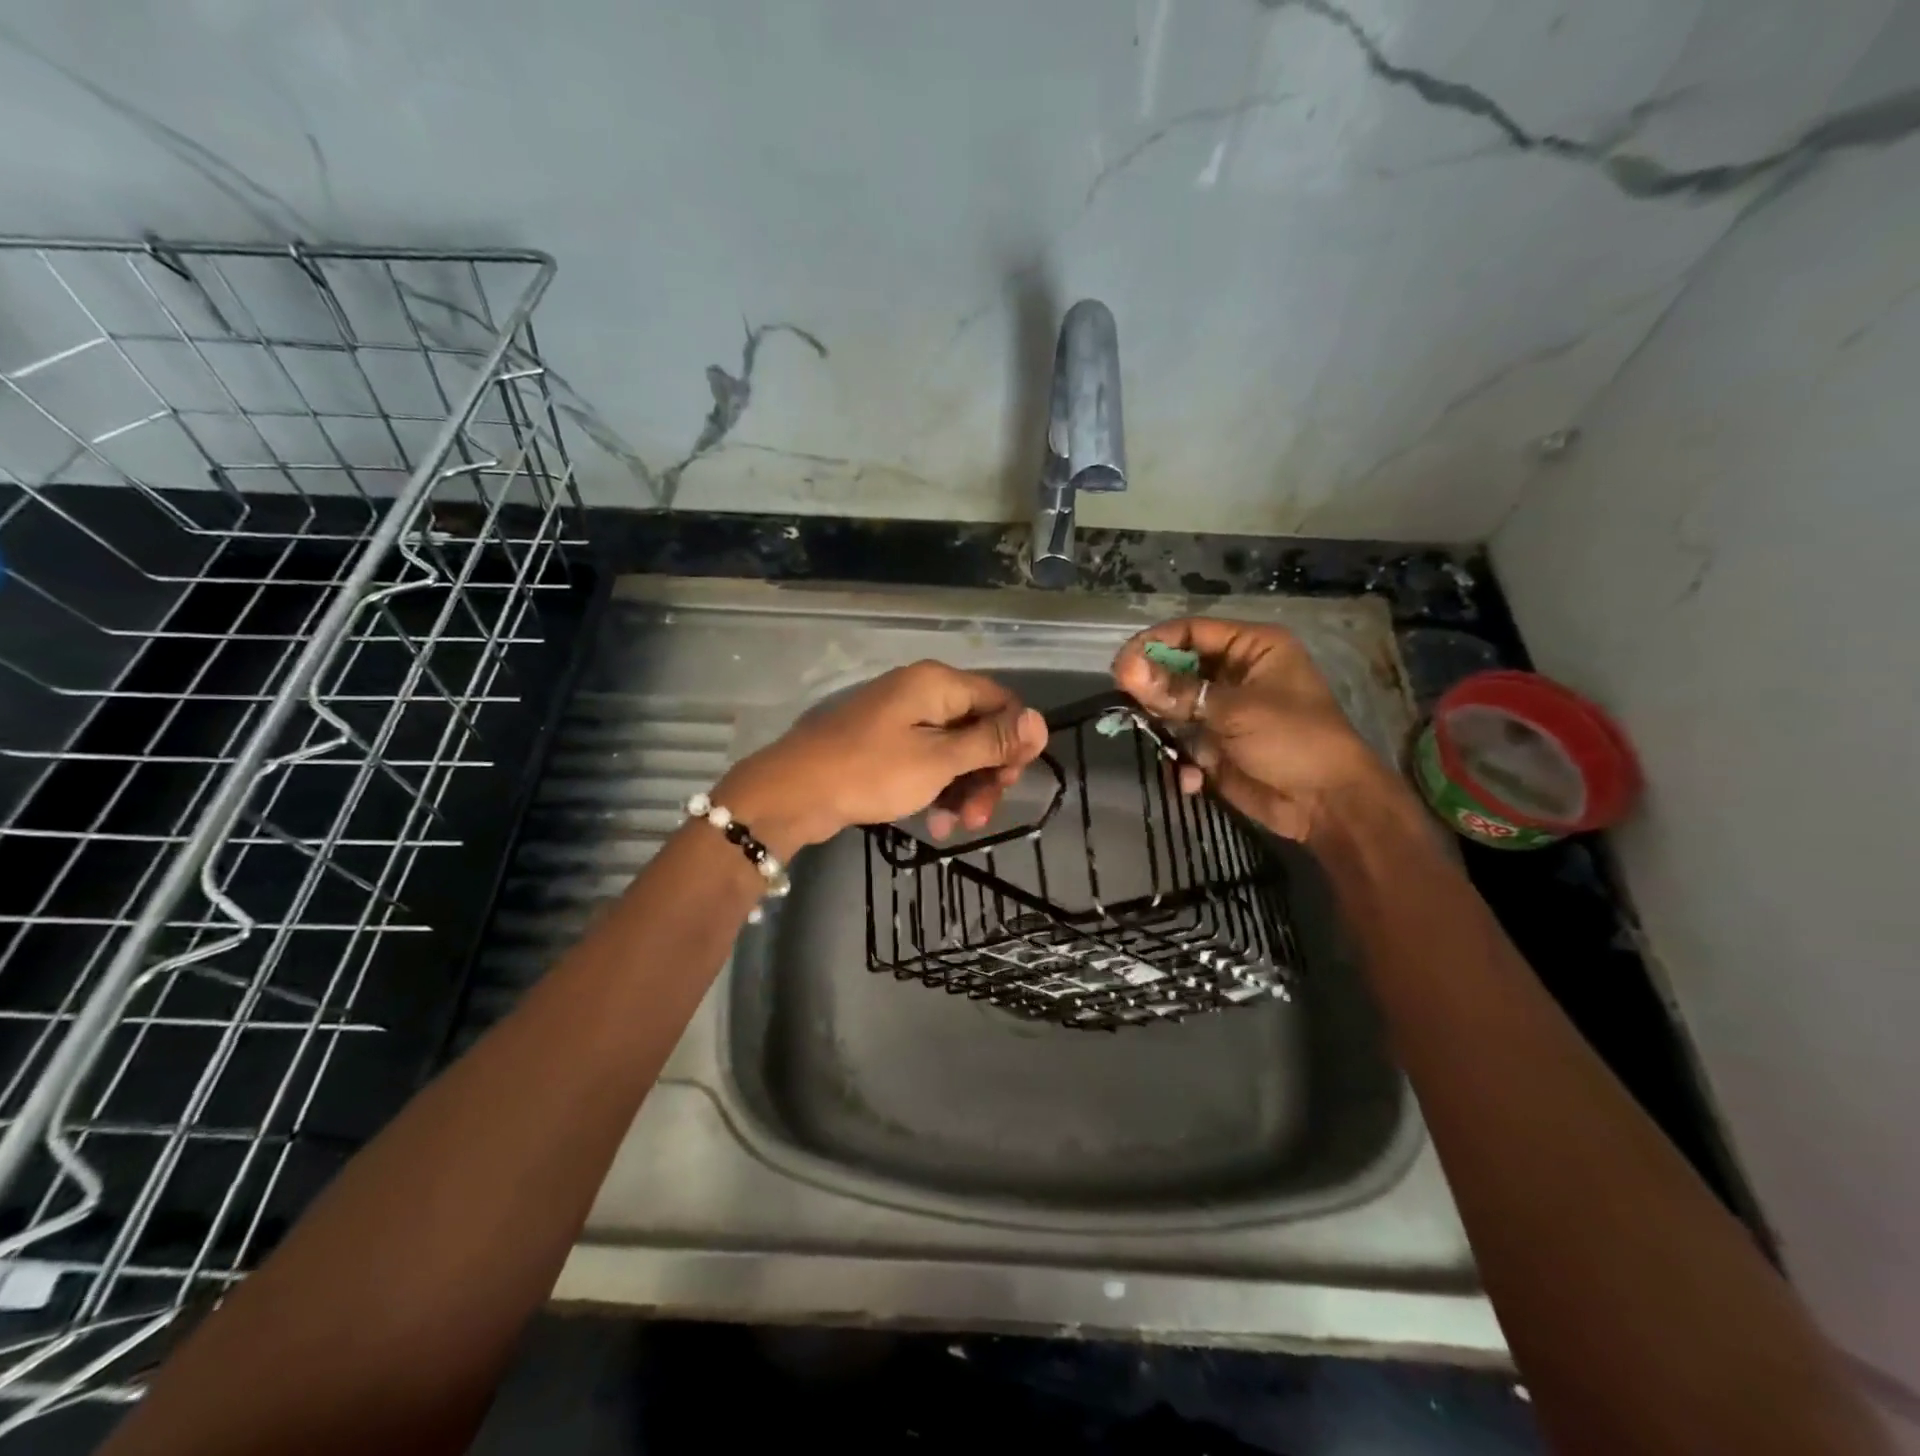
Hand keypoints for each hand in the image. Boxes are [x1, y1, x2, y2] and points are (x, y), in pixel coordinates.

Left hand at [715, 661, 1047, 854]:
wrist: (793, 793)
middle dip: (987, 773)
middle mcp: (923, 692)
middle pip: (978, 727)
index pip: (1002, 701)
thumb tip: (1040, 721)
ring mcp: (902, 718)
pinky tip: (937, 823)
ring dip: (964, 788)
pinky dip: (937, 788)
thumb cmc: (871, 772)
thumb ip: (990, 741)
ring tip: (959, 827)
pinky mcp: (885, 744)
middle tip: (984, 815)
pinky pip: (927, 761)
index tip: (1013, 782)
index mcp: (938, 684)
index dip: (1015, 740)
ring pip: (954, 750)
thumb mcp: (939, 760)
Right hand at [1112, 617, 1407, 841]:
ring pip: (1175, 708)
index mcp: (1252, 648)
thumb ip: (1177, 691)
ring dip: (1165, 727)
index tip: (1121, 666)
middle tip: (1127, 702)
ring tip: (1159, 741)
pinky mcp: (1217, 747)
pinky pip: (1184, 743)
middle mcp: (1236, 674)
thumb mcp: (1234, 710)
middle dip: (1154, 689)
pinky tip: (1192, 779)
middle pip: (1178, 669)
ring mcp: (1224, 712)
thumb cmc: (1292, 740)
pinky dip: (1182, 761)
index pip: (1191, 632)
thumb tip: (1124, 669)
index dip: (1154, 645)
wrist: (1326, 804)